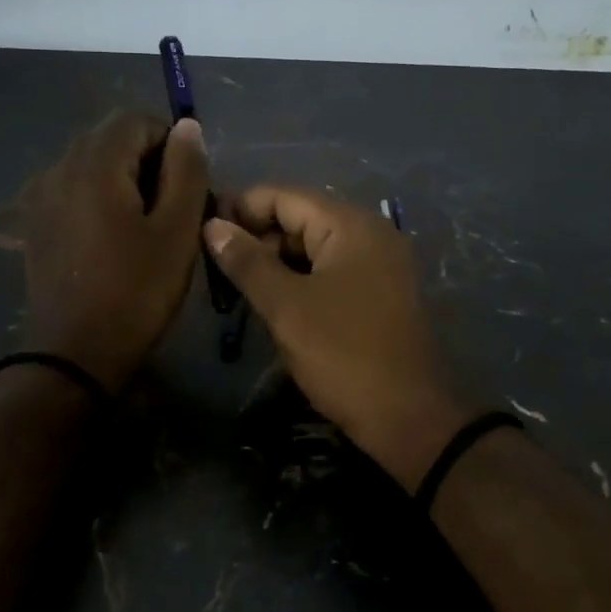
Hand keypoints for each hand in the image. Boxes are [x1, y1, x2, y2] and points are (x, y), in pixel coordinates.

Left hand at [19, 112, 209, 391]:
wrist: (74, 355)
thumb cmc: (137, 291)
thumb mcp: (177, 230)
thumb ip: (186, 170)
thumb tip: (187, 127)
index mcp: (94, 164)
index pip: (135, 120)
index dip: (170, 141)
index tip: (189, 183)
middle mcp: (59, 168)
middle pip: (110, 138)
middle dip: (147, 159)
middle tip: (173, 205)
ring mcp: (40, 196)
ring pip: (91, 163)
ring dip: (123, 178)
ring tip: (146, 223)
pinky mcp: (34, 222)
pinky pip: (73, 188)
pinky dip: (99, 196)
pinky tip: (113, 236)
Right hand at [203, 186, 470, 489]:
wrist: (407, 417)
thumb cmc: (343, 355)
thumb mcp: (286, 307)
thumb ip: (247, 262)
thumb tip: (212, 226)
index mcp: (351, 225)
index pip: (284, 195)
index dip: (240, 207)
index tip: (203, 231)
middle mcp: (370, 232)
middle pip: (301, 216)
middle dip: (258, 235)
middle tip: (218, 267)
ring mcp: (380, 262)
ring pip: (315, 244)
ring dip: (277, 259)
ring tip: (240, 286)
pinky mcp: (381, 290)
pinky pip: (332, 267)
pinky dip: (301, 276)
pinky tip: (275, 299)